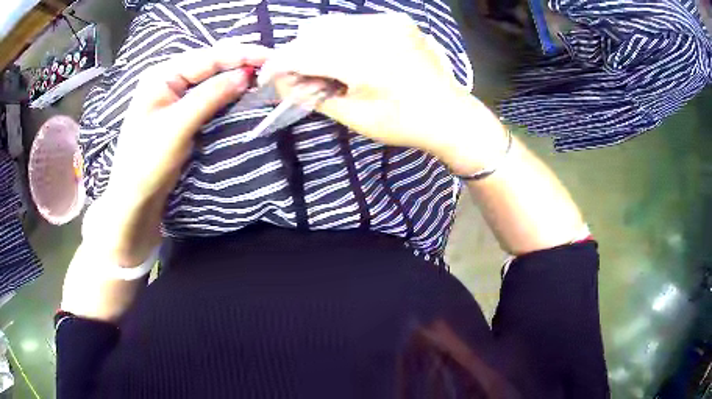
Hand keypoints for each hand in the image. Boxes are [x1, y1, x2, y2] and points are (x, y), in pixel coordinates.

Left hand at [83, 41, 270, 266]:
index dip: (240, 55)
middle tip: (273, 65)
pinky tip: (243, 93)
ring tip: (265, 76)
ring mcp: (175, 97)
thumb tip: (245, 75)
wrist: (134, 200)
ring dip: (236, 78)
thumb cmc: (147, 162)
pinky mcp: (181, 115)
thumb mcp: (177, 127)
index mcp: (162, 75)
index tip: (272, 57)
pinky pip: (209, 97)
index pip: (207, 57)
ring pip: (211, 80)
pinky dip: (227, 95)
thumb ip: (210, 97)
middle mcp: (169, 80)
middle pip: (210, 65)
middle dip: (241, 63)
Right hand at [260, 13, 506, 171]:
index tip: (268, 76)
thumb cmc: (402, 123)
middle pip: (313, 32)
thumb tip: (281, 83)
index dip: (279, 65)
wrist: (449, 114)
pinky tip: (355, 57)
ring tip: (335, 69)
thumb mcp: (353, 116)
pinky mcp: (397, 20)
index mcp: (361, 60)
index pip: (302, 54)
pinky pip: (354, 22)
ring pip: (332, 24)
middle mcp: (373, 30)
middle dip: (301, 55)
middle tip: (310, 79)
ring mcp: (388, 21)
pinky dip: (343, 38)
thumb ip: (312, 96)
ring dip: (321, 44)